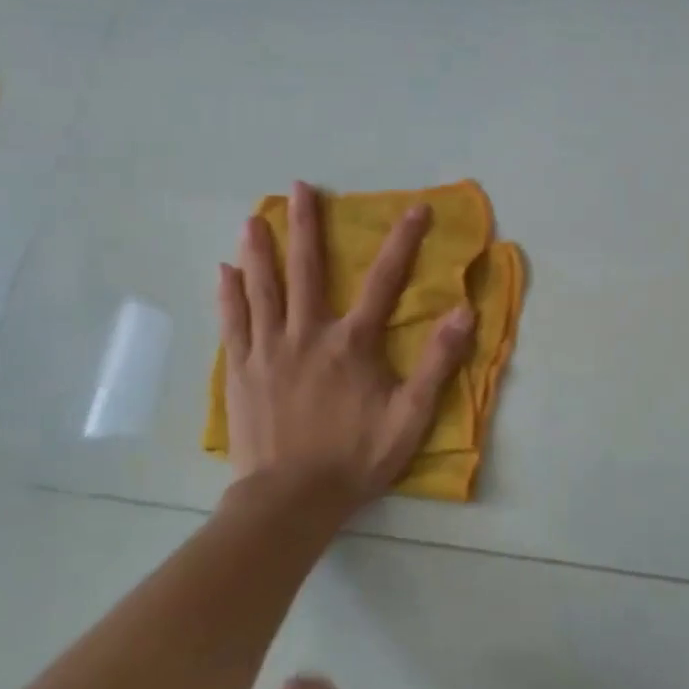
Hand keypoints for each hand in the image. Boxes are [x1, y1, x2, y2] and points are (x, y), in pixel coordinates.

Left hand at [218, 181, 473, 506]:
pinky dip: (229, 294)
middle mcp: (308, 333)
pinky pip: (233, 323)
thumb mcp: (410, 416)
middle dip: (305, 225)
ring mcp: (268, 350)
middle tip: (299, 187)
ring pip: (263, 288)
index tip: (415, 207)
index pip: (385, 280)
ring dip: (260, 250)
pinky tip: (224, 271)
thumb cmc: (355, 458)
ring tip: (254, 217)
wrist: (290, 501)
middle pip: (307, 270)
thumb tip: (464, 312)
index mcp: (352, 342)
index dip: (404, 241)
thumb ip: (438, 363)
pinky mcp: (241, 371)